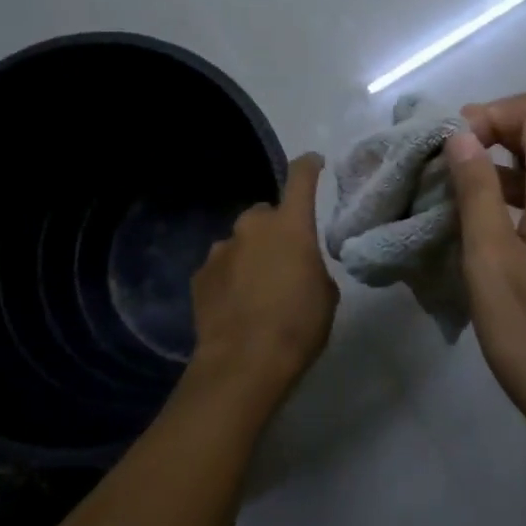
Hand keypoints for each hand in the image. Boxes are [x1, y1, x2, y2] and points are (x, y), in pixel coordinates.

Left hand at [188, 153, 338, 402]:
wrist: (244, 363)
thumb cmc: (298, 325)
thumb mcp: (326, 295)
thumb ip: (313, 268)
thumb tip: (300, 266)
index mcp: (290, 225)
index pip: (300, 178)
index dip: (309, 166)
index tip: (314, 162)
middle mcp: (252, 227)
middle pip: (265, 214)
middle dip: (275, 229)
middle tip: (285, 258)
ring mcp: (220, 250)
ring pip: (240, 242)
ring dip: (250, 255)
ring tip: (258, 289)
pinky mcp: (200, 276)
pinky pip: (221, 267)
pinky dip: (230, 277)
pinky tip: (236, 305)